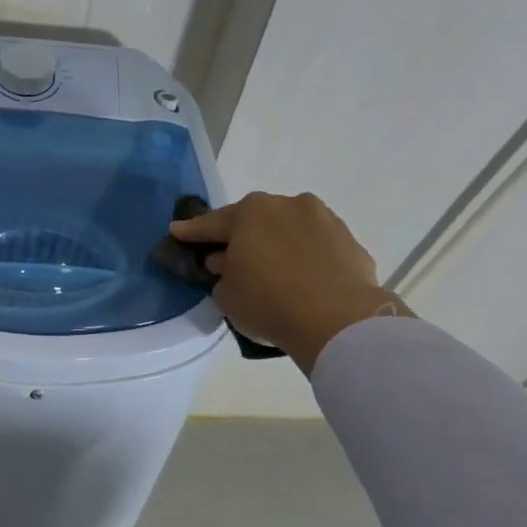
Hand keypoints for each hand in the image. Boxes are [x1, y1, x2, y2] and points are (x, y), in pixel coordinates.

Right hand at [170, 192, 409, 372]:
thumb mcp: (227, 294)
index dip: (192, 231)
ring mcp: (323, 220)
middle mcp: (287, 205)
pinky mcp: (350, 242)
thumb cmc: (268, 302)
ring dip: (276, 243)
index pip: (212, 223)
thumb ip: (222, 273)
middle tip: (226, 254)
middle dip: (239, 235)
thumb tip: (229, 263)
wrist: (338, 320)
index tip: (176, 231)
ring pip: (289, 229)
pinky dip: (305, 257)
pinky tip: (301, 276)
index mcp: (250, 213)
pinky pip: (316, 247)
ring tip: (270, 265)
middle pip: (254, 220)